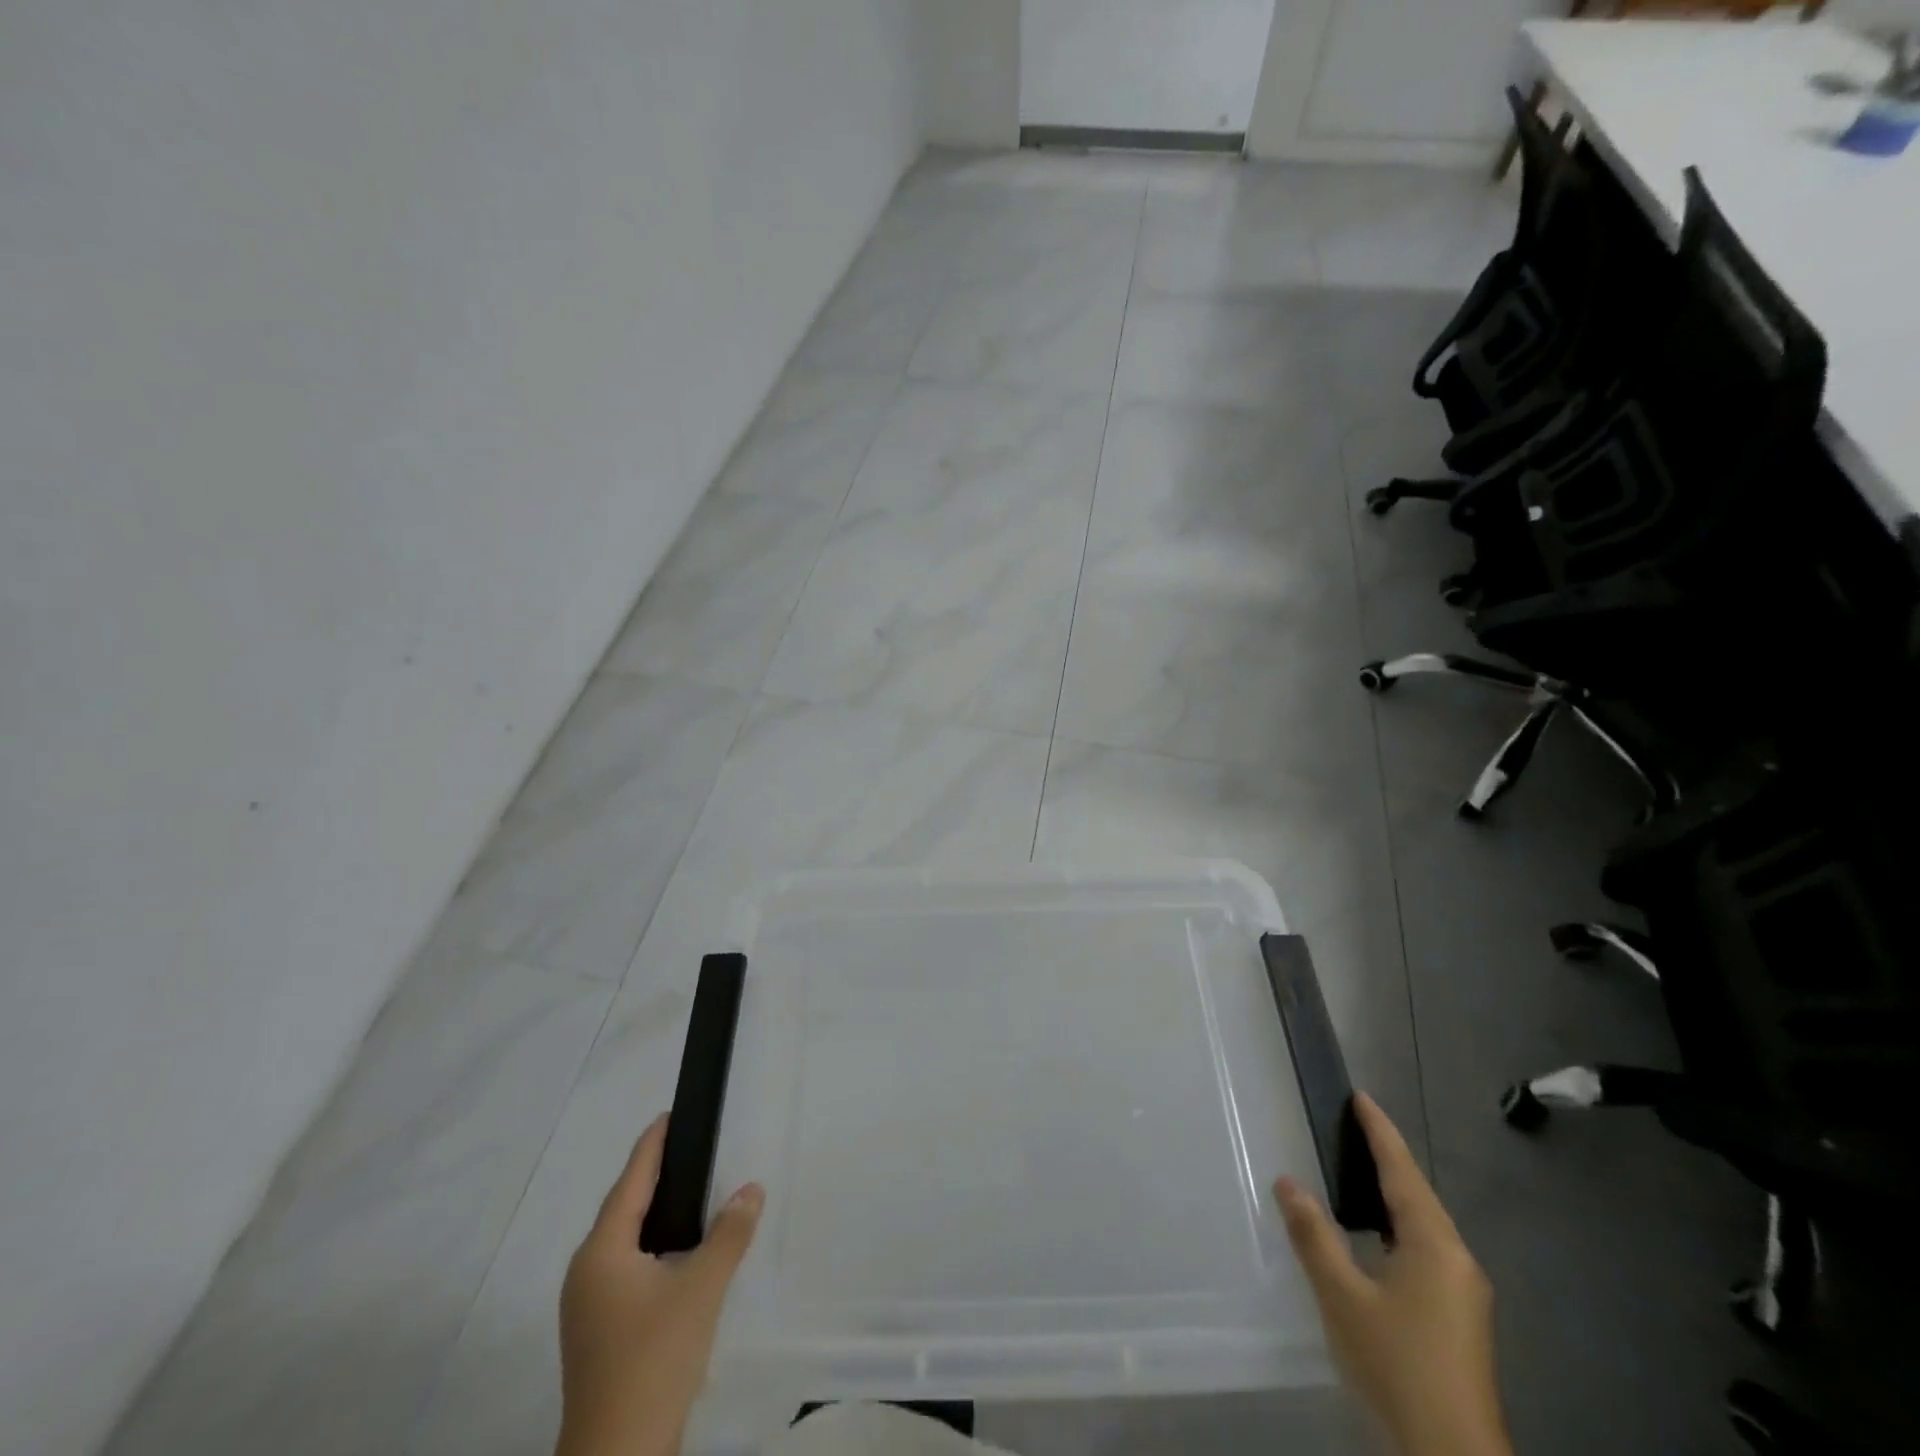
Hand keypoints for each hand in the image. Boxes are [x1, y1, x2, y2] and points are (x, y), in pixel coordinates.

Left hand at [556, 1114, 763, 1455]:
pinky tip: (674, 1250)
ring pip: (622, 1241)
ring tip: (686, 1190)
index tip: (668, 1115)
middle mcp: (586, 1272)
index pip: (630, 1182)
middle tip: (687, 1147)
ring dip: (651, 1213)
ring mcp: (587, 1306)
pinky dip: (649, 1244)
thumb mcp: (702, 1289)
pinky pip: (624, 1267)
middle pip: (622, 1209)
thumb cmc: (654, 1360)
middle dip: (652, 1177)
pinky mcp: (597, 1332)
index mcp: (602, 1253)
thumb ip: (729, 1234)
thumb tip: (751, 1188)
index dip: (650, 1147)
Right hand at [1273, 1094, 1509, 1455]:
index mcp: (1433, 1245)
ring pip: (1423, 1224)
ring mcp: (1463, 1292)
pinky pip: (1425, 1248)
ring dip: (1393, 1194)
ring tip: (1359, 1170)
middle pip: (1418, 1194)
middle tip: (1353, 1126)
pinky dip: (1398, 1225)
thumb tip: (1287, 1181)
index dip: (1380, 1133)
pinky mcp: (1460, 1317)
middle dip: (1387, 1158)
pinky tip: (1376, 1236)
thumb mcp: (1342, 1297)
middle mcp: (1457, 1260)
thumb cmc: (1396, 1364)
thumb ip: (1313, 1235)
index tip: (1361, 1098)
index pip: (1401, 1172)